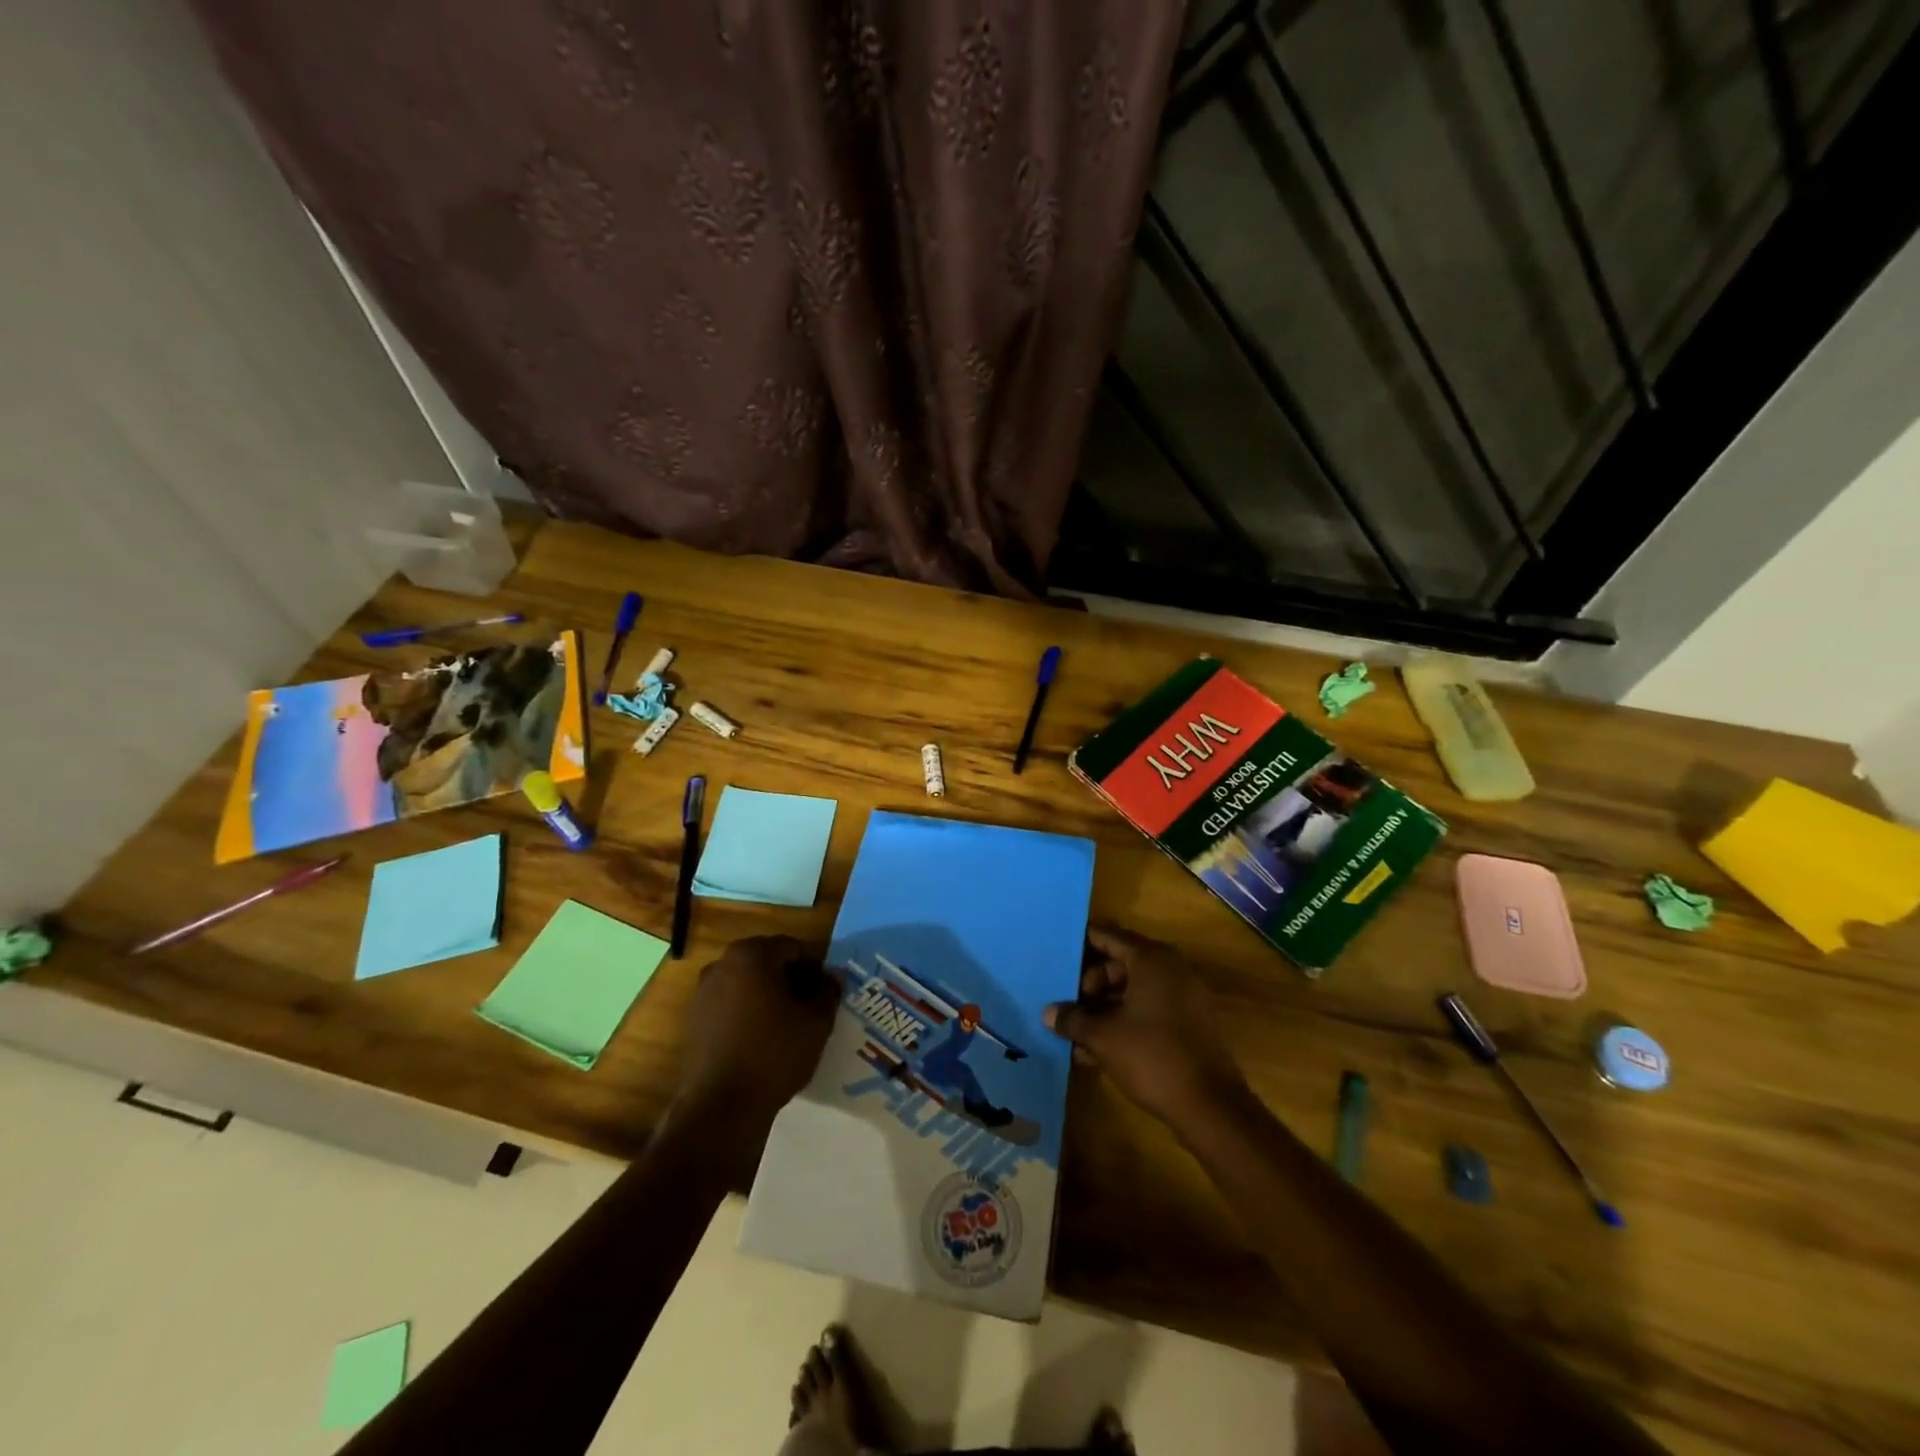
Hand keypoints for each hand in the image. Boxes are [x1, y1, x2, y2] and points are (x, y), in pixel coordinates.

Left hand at [676, 936, 839, 1135]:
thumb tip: (834, 976)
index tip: (827, 989)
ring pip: (747, 982)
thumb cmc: (774, 1053)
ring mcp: (703, 991)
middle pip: (767, 961)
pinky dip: (748, 1010)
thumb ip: (828, 991)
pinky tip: (763, 1036)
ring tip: (789, 1021)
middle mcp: (722, 964)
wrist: (722, 1105)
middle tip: (811, 1003)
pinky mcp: (694, 1019)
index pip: (793, 948)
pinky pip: (730, 1003)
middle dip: (791, 977)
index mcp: (752, 955)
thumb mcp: (816, 1022)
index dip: (815, 966)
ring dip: (768, 993)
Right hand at [1044, 925, 1245, 1124]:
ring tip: (1074, 1035)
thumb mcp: (1103, 1037)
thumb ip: (1073, 1019)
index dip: (1082, 942)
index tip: (1057, 950)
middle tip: (1065, 1006)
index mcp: (1151, 960)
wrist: (1210, 1106)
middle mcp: (1170, 970)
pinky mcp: (1188, 1025)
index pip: (1109, 937)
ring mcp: (1183, 997)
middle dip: (1089, 986)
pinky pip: (1147, 1012)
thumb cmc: (1151, 1056)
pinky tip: (1096, 1052)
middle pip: (1119, 966)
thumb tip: (1048, 1012)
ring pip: (1132, 993)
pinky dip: (1123, 1023)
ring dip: (1103, 1010)